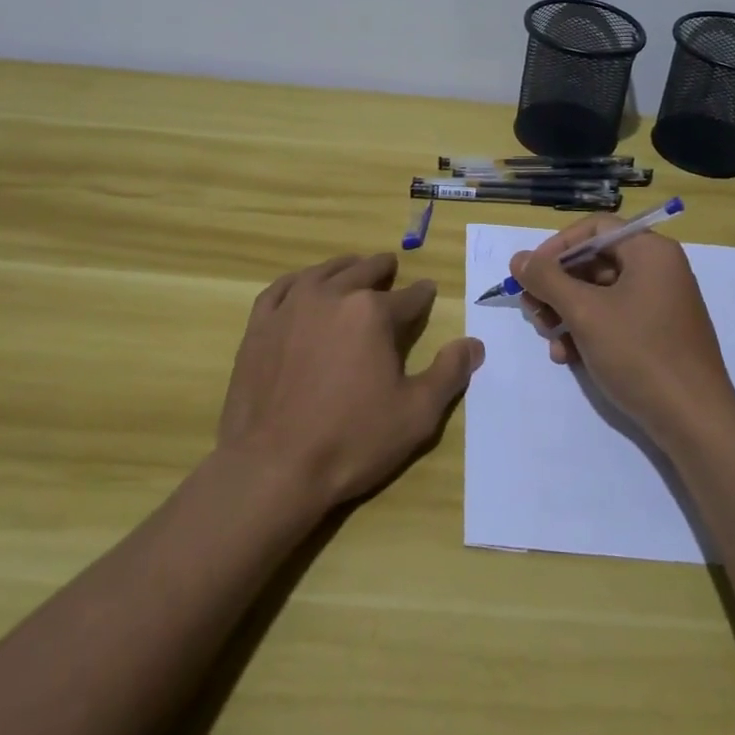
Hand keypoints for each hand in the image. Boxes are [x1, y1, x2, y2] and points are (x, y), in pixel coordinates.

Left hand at [217, 252, 483, 508]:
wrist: (273, 467)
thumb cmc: (352, 441)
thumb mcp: (417, 414)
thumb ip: (449, 373)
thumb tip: (474, 344)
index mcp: (373, 313)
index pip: (409, 297)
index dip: (422, 295)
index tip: (428, 291)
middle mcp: (333, 295)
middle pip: (364, 271)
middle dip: (382, 270)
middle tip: (390, 267)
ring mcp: (291, 306)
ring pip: (324, 272)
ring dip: (344, 267)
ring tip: (353, 267)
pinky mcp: (260, 324)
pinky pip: (281, 288)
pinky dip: (299, 280)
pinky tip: (303, 284)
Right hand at [510, 217, 734, 447]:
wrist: (694, 422)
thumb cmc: (640, 354)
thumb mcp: (585, 313)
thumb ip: (547, 279)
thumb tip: (519, 258)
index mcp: (651, 252)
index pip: (594, 228)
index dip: (557, 246)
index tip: (530, 273)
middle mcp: (659, 270)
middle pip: (594, 261)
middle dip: (557, 286)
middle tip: (531, 310)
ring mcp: (661, 303)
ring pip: (599, 293)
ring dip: (566, 312)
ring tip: (548, 338)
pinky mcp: (659, 334)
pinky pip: (614, 318)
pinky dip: (587, 331)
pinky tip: (567, 356)